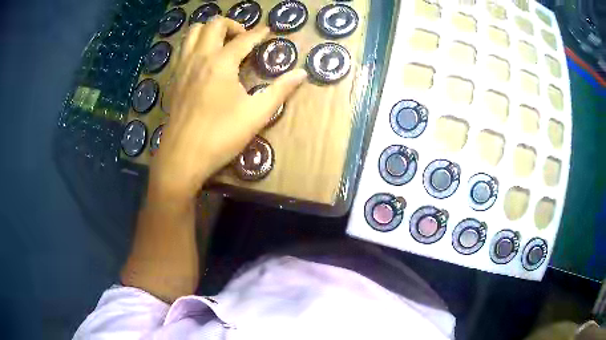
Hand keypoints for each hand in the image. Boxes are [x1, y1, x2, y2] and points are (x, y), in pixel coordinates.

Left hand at [149, 18, 306, 199]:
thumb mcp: (256, 114)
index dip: (260, 33)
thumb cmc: (220, 136)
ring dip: (210, 30)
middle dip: (232, 25)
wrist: (182, 157)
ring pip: (194, 32)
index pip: (244, 39)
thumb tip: (302, 73)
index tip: (269, 30)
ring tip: (222, 43)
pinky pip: (183, 49)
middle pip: (214, 24)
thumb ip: (280, 90)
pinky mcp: (174, 79)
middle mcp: (200, 57)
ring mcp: (183, 67)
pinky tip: (203, 59)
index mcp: (221, 63)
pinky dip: (195, 44)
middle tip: (243, 39)